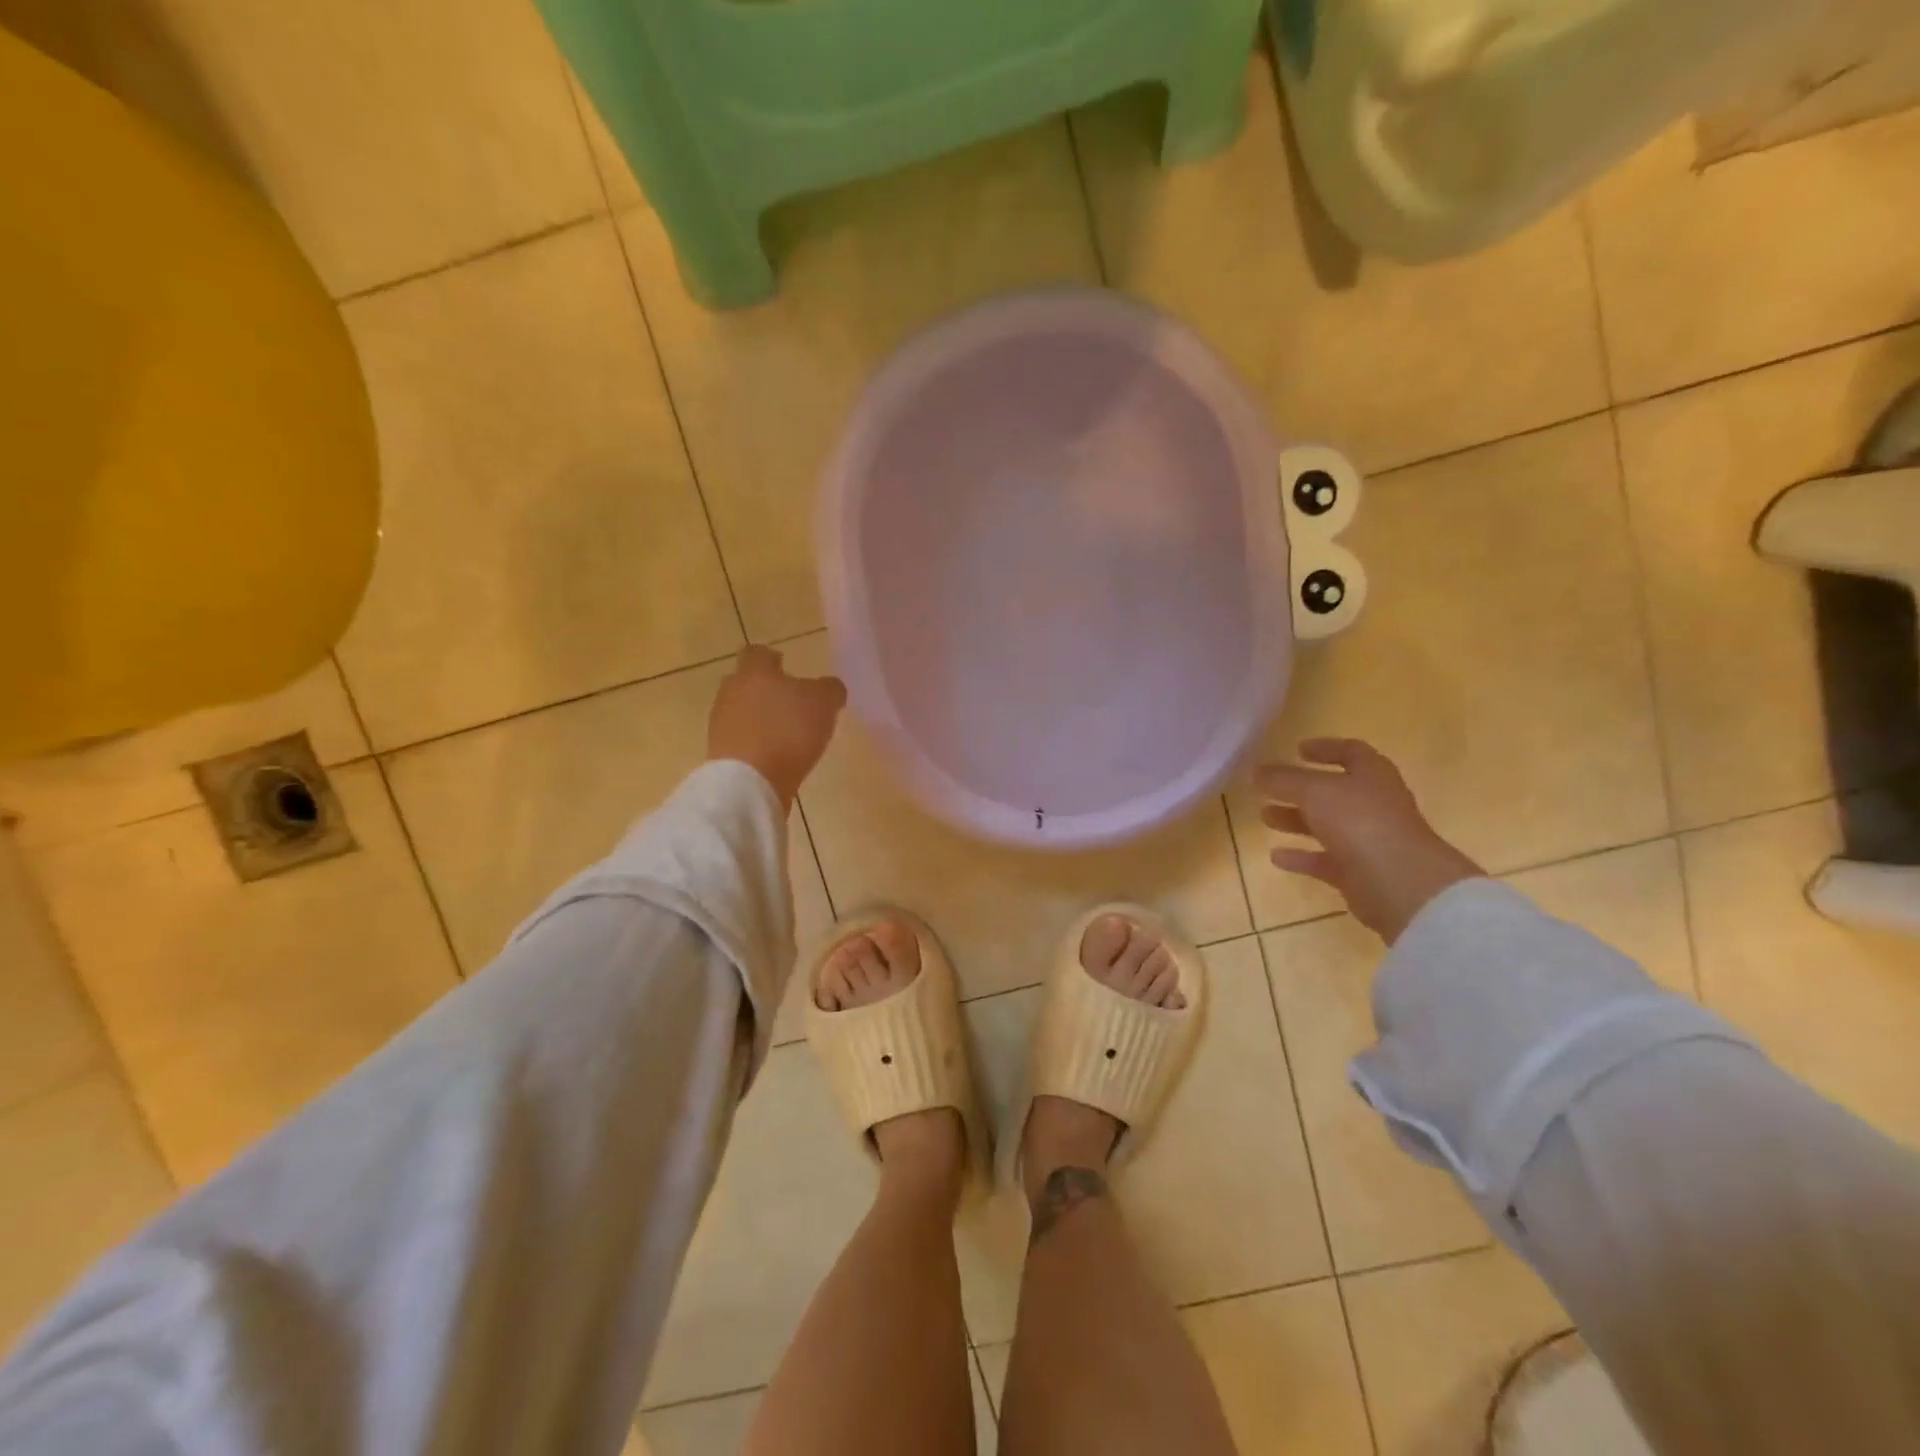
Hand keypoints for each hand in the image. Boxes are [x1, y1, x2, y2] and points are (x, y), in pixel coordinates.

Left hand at [707, 645, 846, 811]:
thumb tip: (829, 688)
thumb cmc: (788, 731)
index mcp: (755, 672)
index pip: (757, 653)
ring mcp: (721, 724)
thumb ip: (830, 689)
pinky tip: (775, 756)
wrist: (750, 781)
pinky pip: (740, 740)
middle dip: (765, 689)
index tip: (785, 665)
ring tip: (785, 733)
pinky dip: (755, 743)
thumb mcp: (823, 703)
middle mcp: (731, 692)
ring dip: (760, 718)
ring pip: (741, 711)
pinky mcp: (720, 753)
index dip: (772, 657)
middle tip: (789, 701)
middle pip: (745, 682)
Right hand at [1253, 739, 1482, 943]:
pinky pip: (1325, 860)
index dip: (1325, 748)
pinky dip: (1301, 857)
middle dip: (1300, 789)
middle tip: (1268, 788)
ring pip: (1326, 825)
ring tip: (1264, 817)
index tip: (1297, 749)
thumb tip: (1256, 771)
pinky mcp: (1359, 873)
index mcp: (1372, 775)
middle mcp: (1373, 804)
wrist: (1401, 884)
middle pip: (1333, 792)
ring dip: (1296, 820)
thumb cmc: (1360, 822)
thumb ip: (1283, 779)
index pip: (1350, 752)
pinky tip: (1276, 857)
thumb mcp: (1314, 791)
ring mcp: (1368, 840)